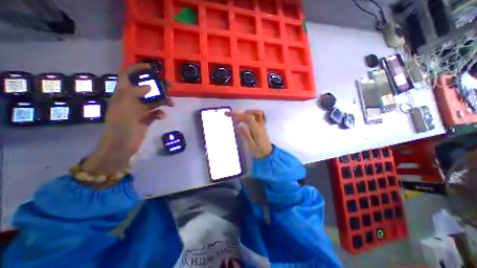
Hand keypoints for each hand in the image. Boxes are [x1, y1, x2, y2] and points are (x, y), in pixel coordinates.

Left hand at [83, 62, 174, 175]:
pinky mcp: (146, 119)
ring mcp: (140, 110)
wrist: (122, 145)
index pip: (127, 75)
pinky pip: (156, 113)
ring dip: (163, 101)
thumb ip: (135, 93)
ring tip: (171, 103)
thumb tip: (149, 87)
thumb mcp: (125, 106)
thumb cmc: (121, 125)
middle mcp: (132, 100)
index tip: (151, 67)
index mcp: (123, 94)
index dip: (137, 68)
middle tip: (170, 85)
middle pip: (146, 88)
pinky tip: (161, 116)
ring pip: (154, 101)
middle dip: (158, 85)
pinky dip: (160, 113)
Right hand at [226, 109, 271, 158]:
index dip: (237, 115)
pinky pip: (258, 116)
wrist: (268, 155)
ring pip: (255, 113)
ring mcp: (262, 125)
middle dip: (238, 114)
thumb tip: (238, 125)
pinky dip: (251, 114)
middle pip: (249, 114)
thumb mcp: (251, 146)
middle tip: (228, 115)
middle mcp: (260, 125)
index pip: (247, 118)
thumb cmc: (259, 152)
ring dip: (245, 113)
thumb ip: (246, 135)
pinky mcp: (262, 126)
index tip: (228, 115)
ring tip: (238, 118)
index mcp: (257, 129)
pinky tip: (246, 118)